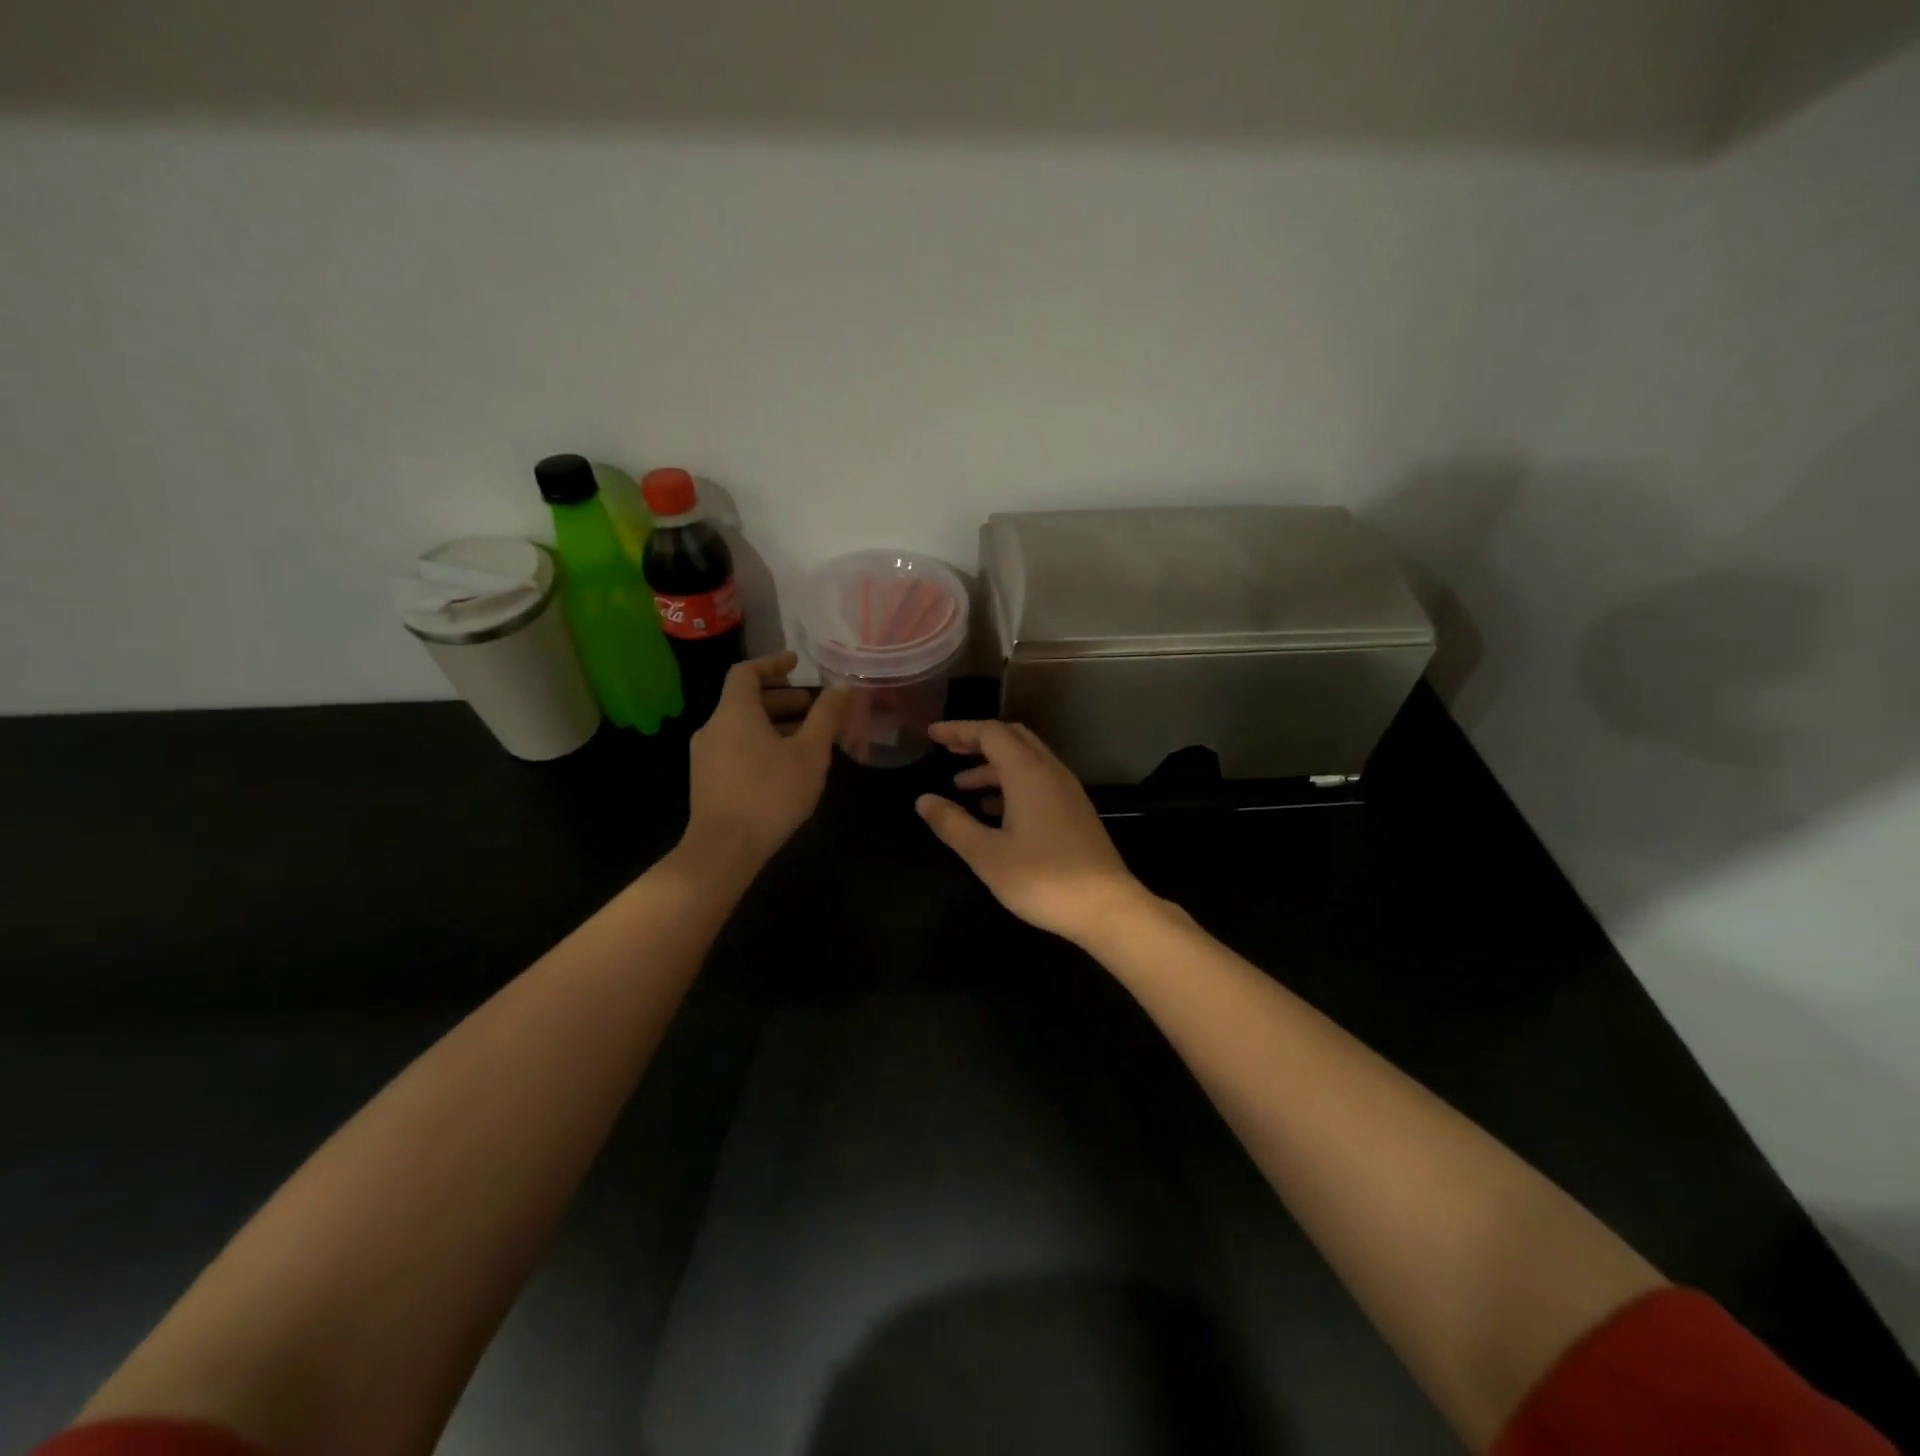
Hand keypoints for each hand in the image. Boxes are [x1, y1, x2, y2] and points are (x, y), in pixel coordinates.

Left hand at [685, 653, 847, 865]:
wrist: (723, 849)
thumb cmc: (770, 794)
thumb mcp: (810, 754)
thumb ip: (826, 716)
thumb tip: (842, 686)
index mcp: (734, 712)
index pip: (747, 672)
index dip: (773, 663)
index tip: (797, 663)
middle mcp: (713, 727)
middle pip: (747, 700)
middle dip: (783, 699)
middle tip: (815, 708)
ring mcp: (706, 755)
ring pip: (742, 726)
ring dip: (775, 724)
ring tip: (808, 738)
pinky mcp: (707, 780)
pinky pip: (736, 747)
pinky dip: (761, 743)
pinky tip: (786, 766)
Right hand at [917, 720, 1151, 943]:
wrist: (1107, 907)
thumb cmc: (1042, 879)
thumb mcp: (987, 854)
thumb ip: (953, 824)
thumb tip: (923, 800)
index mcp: (1028, 773)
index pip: (990, 733)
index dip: (959, 730)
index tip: (932, 734)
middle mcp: (1050, 772)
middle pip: (1012, 738)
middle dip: (977, 740)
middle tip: (947, 750)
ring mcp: (1066, 791)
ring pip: (1026, 761)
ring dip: (992, 766)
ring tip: (961, 785)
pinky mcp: (1074, 811)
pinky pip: (1037, 781)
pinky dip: (1010, 784)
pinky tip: (992, 811)